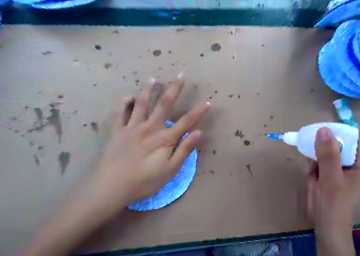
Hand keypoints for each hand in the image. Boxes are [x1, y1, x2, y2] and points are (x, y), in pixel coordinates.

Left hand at [94, 73, 211, 207]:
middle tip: (180, 75)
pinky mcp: (117, 132)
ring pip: (141, 104)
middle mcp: (149, 127)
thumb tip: (199, 132)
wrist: (110, 188)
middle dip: (174, 89)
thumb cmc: (145, 181)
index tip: (208, 102)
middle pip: (164, 104)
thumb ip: (184, 150)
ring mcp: (131, 127)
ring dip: (148, 90)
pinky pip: (119, 113)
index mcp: (164, 138)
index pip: (186, 121)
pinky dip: (123, 103)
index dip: (198, 112)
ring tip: (153, 79)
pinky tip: (127, 96)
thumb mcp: (170, 170)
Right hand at [304, 127, 359, 254]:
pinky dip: (310, 163)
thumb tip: (323, 129)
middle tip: (312, 151)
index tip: (318, 131)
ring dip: (313, 155)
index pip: (349, 139)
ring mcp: (335, 166)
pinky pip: (315, 159)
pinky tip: (311, 174)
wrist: (324, 224)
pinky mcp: (323, 171)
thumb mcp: (332, 178)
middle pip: (334, 143)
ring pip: (322, 150)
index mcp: (358, 162)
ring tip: (313, 170)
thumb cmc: (334, 203)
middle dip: (320, 146)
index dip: (335, 133)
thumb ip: (328, 154)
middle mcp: (347, 161)